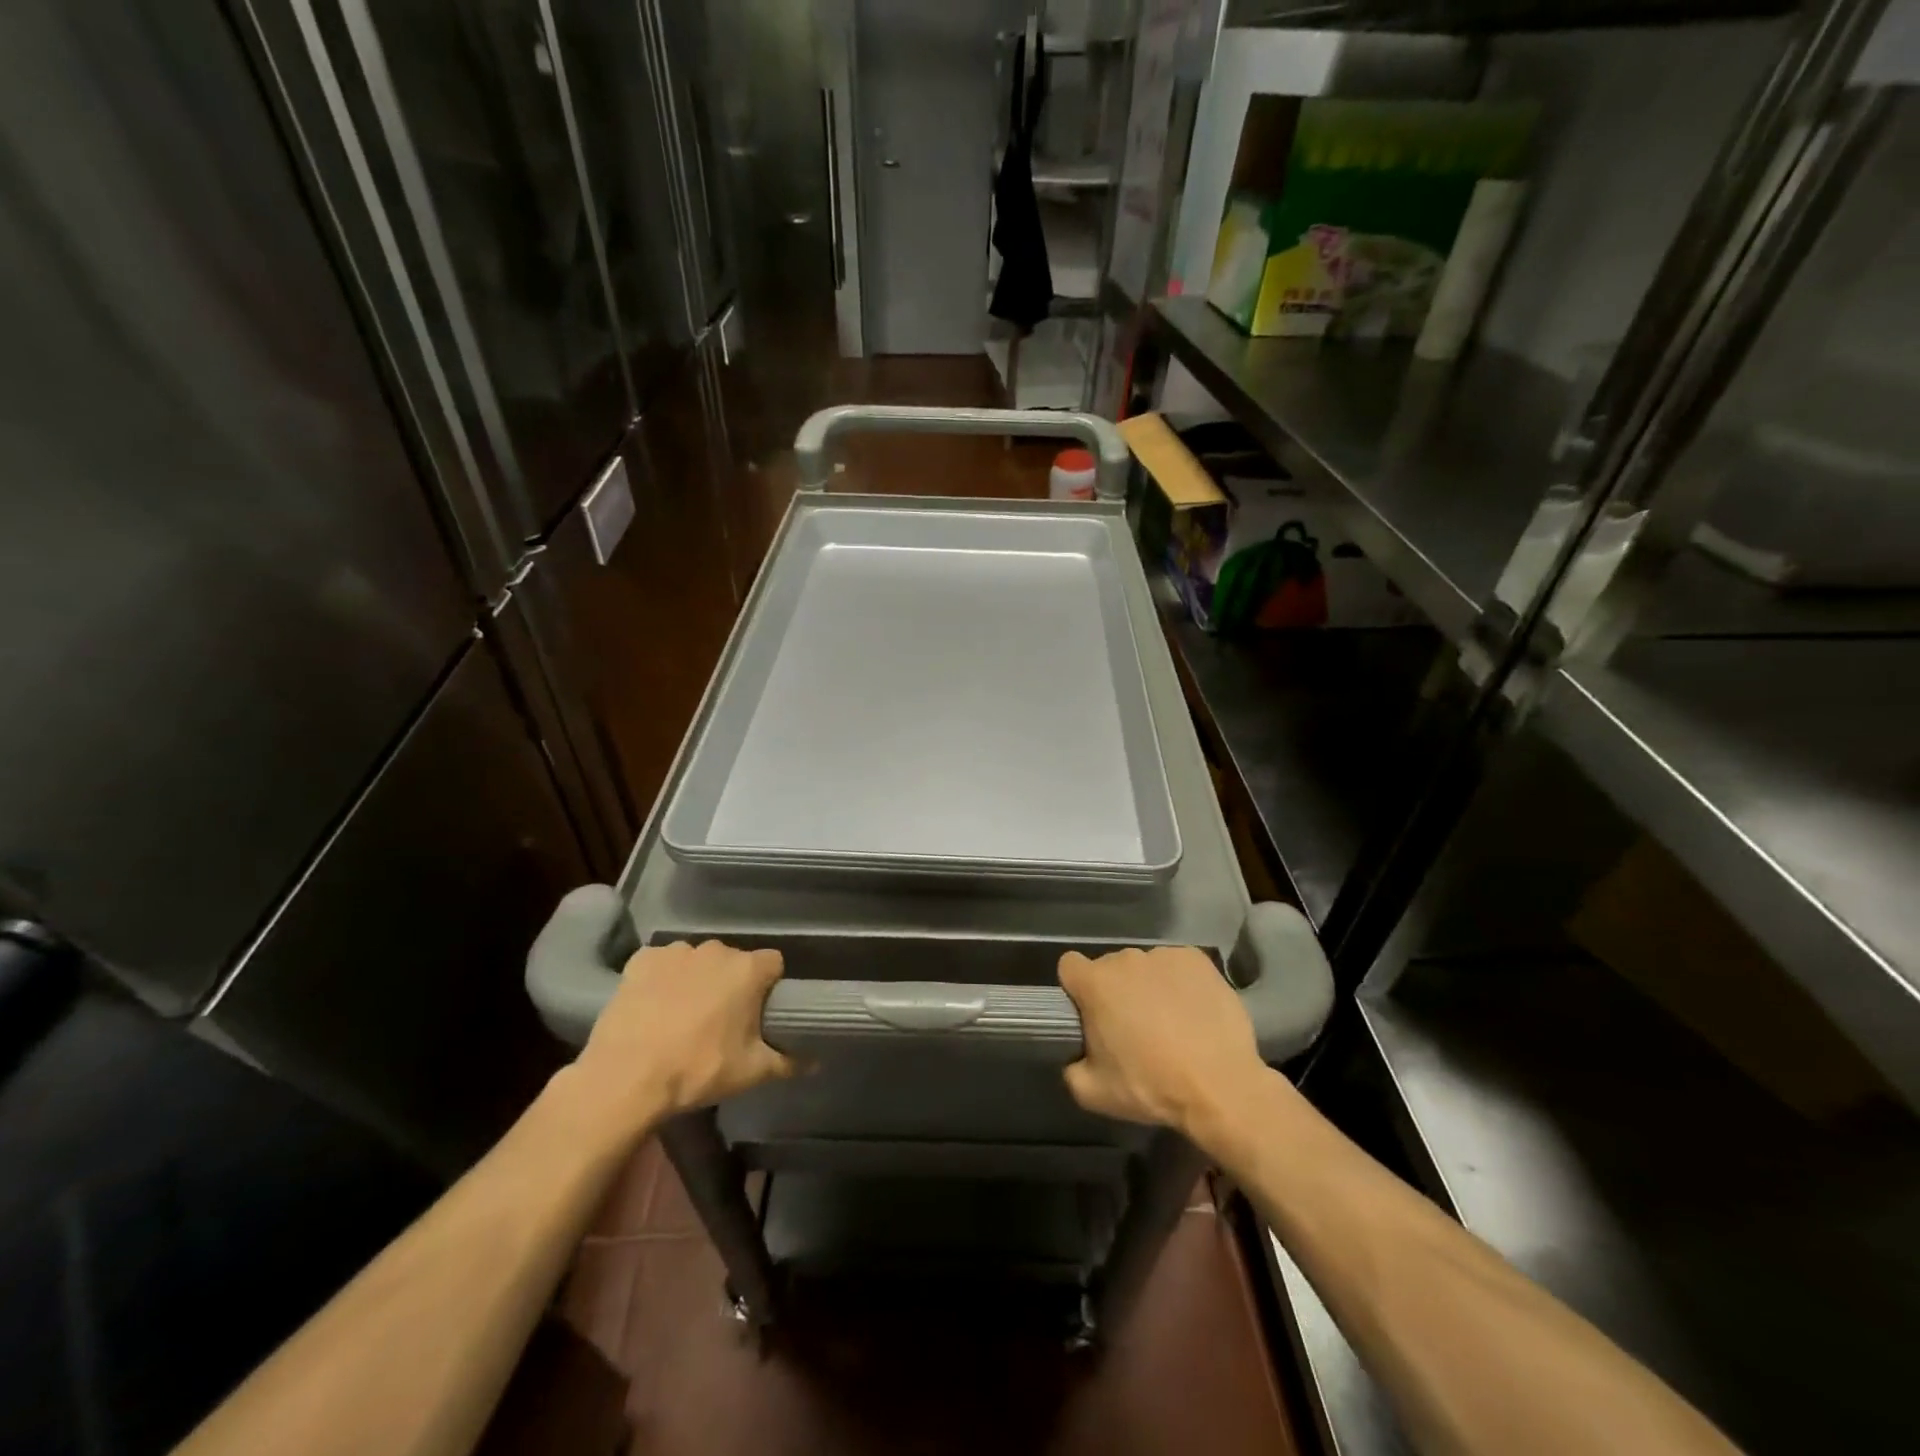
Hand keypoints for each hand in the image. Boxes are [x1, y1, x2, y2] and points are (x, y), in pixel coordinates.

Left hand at [568, 940, 792, 1132]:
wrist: (625, 1078)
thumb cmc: (697, 1069)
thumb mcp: (750, 1072)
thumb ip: (788, 1061)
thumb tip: (816, 1062)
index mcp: (747, 970)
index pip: (773, 963)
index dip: (769, 985)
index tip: (759, 1011)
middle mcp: (715, 950)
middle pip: (733, 961)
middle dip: (731, 983)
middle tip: (721, 1020)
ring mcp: (676, 952)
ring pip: (697, 961)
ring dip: (696, 979)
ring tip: (682, 1015)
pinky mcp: (641, 960)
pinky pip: (661, 963)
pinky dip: (662, 979)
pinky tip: (653, 1005)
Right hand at [1057, 946, 1267, 1140]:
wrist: (1221, 1086)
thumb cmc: (1152, 1086)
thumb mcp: (1093, 1093)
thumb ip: (1071, 1069)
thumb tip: (1075, 1057)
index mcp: (1096, 983)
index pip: (1070, 967)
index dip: (1076, 988)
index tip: (1090, 1013)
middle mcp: (1126, 959)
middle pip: (1110, 968)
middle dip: (1116, 991)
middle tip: (1133, 1028)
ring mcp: (1164, 956)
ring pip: (1145, 968)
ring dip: (1149, 987)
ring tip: (1170, 1023)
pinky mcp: (1197, 959)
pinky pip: (1177, 966)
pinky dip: (1180, 983)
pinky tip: (1193, 1012)